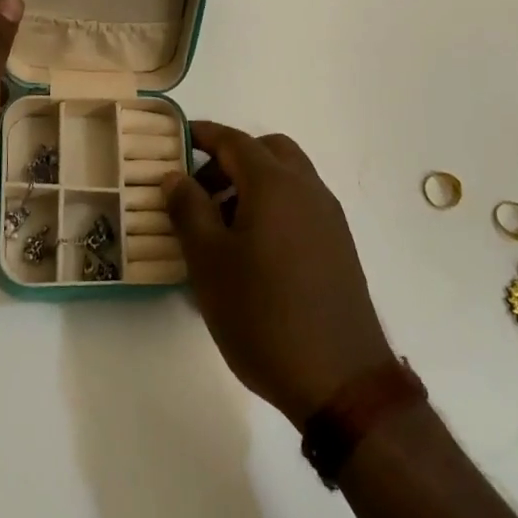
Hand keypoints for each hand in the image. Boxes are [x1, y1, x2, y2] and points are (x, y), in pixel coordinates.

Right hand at [164, 123, 394, 427]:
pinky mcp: (340, 248)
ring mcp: (329, 219)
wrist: (341, 381)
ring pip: (288, 178)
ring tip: (220, 226)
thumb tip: (175, 175)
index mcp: (274, 184)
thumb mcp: (209, 262)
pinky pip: (301, 205)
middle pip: (268, 151)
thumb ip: (188, 209)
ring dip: (254, 183)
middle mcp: (307, 190)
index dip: (203, 135)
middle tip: (200, 189)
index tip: (176, 141)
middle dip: (231, 158)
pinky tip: (253, 250)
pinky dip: (274, 206)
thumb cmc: (263, 315)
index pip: (234, 141)